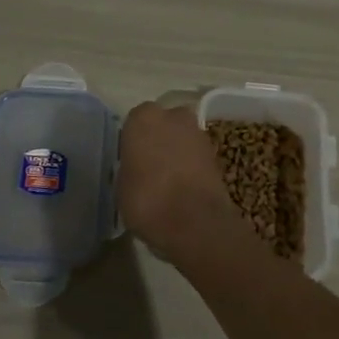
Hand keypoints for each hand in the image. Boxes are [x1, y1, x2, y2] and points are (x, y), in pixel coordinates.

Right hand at [118, 102, 241, 260]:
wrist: (194, 222)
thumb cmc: (147, 200)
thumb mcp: (121, 186)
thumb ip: (129, 167)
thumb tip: (136, 169)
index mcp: (143, 118)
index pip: (134, 121)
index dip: (133, 140)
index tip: (130, 159)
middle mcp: (173, 116)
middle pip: (163, 124)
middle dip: (158, 139)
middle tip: (149, 166)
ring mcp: (199, 133)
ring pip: (181, 138)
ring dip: (176, 152)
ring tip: (166, 181)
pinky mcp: (217, 154)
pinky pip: (196, 156)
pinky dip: (191, 167)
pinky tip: (183, 188)